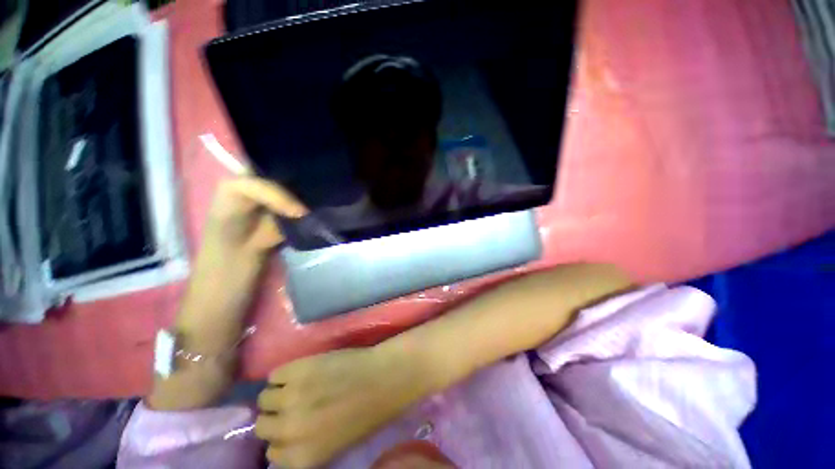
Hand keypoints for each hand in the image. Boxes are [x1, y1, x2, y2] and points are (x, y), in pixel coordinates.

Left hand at [149, 177, 307, 410]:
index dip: (275, 192)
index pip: (246, 183)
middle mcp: (233, 206)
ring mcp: (247, 216)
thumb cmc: (227, 283)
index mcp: (223, 210)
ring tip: (315, 200)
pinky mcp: (259, 228)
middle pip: (259, 180)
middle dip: (287, 183)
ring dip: (292, 195)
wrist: (219, 308)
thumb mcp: (249, 253)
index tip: (299, 212)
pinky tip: (308, 215)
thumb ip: (272, 227)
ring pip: (270, 193)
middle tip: (314, 193)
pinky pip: (277, 210)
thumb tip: (301, 211)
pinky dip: (293, 209)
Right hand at [255, 346, 437, 468]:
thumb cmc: (366, 413)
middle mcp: (288, 430)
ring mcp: (290, 396)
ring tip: (297, 386)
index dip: (283, 438)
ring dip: (279, 393)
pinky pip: (275, 374)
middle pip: (263, 425)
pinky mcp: (298, 368)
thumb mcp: (332, 446)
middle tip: (294, 404)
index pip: (272, 453)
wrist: (383, 378)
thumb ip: (303, 447)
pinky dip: (285, 374)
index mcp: (300, 457)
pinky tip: (301, 372)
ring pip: (265, 398)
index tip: (293, 427)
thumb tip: (283, 440)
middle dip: (277, 416)